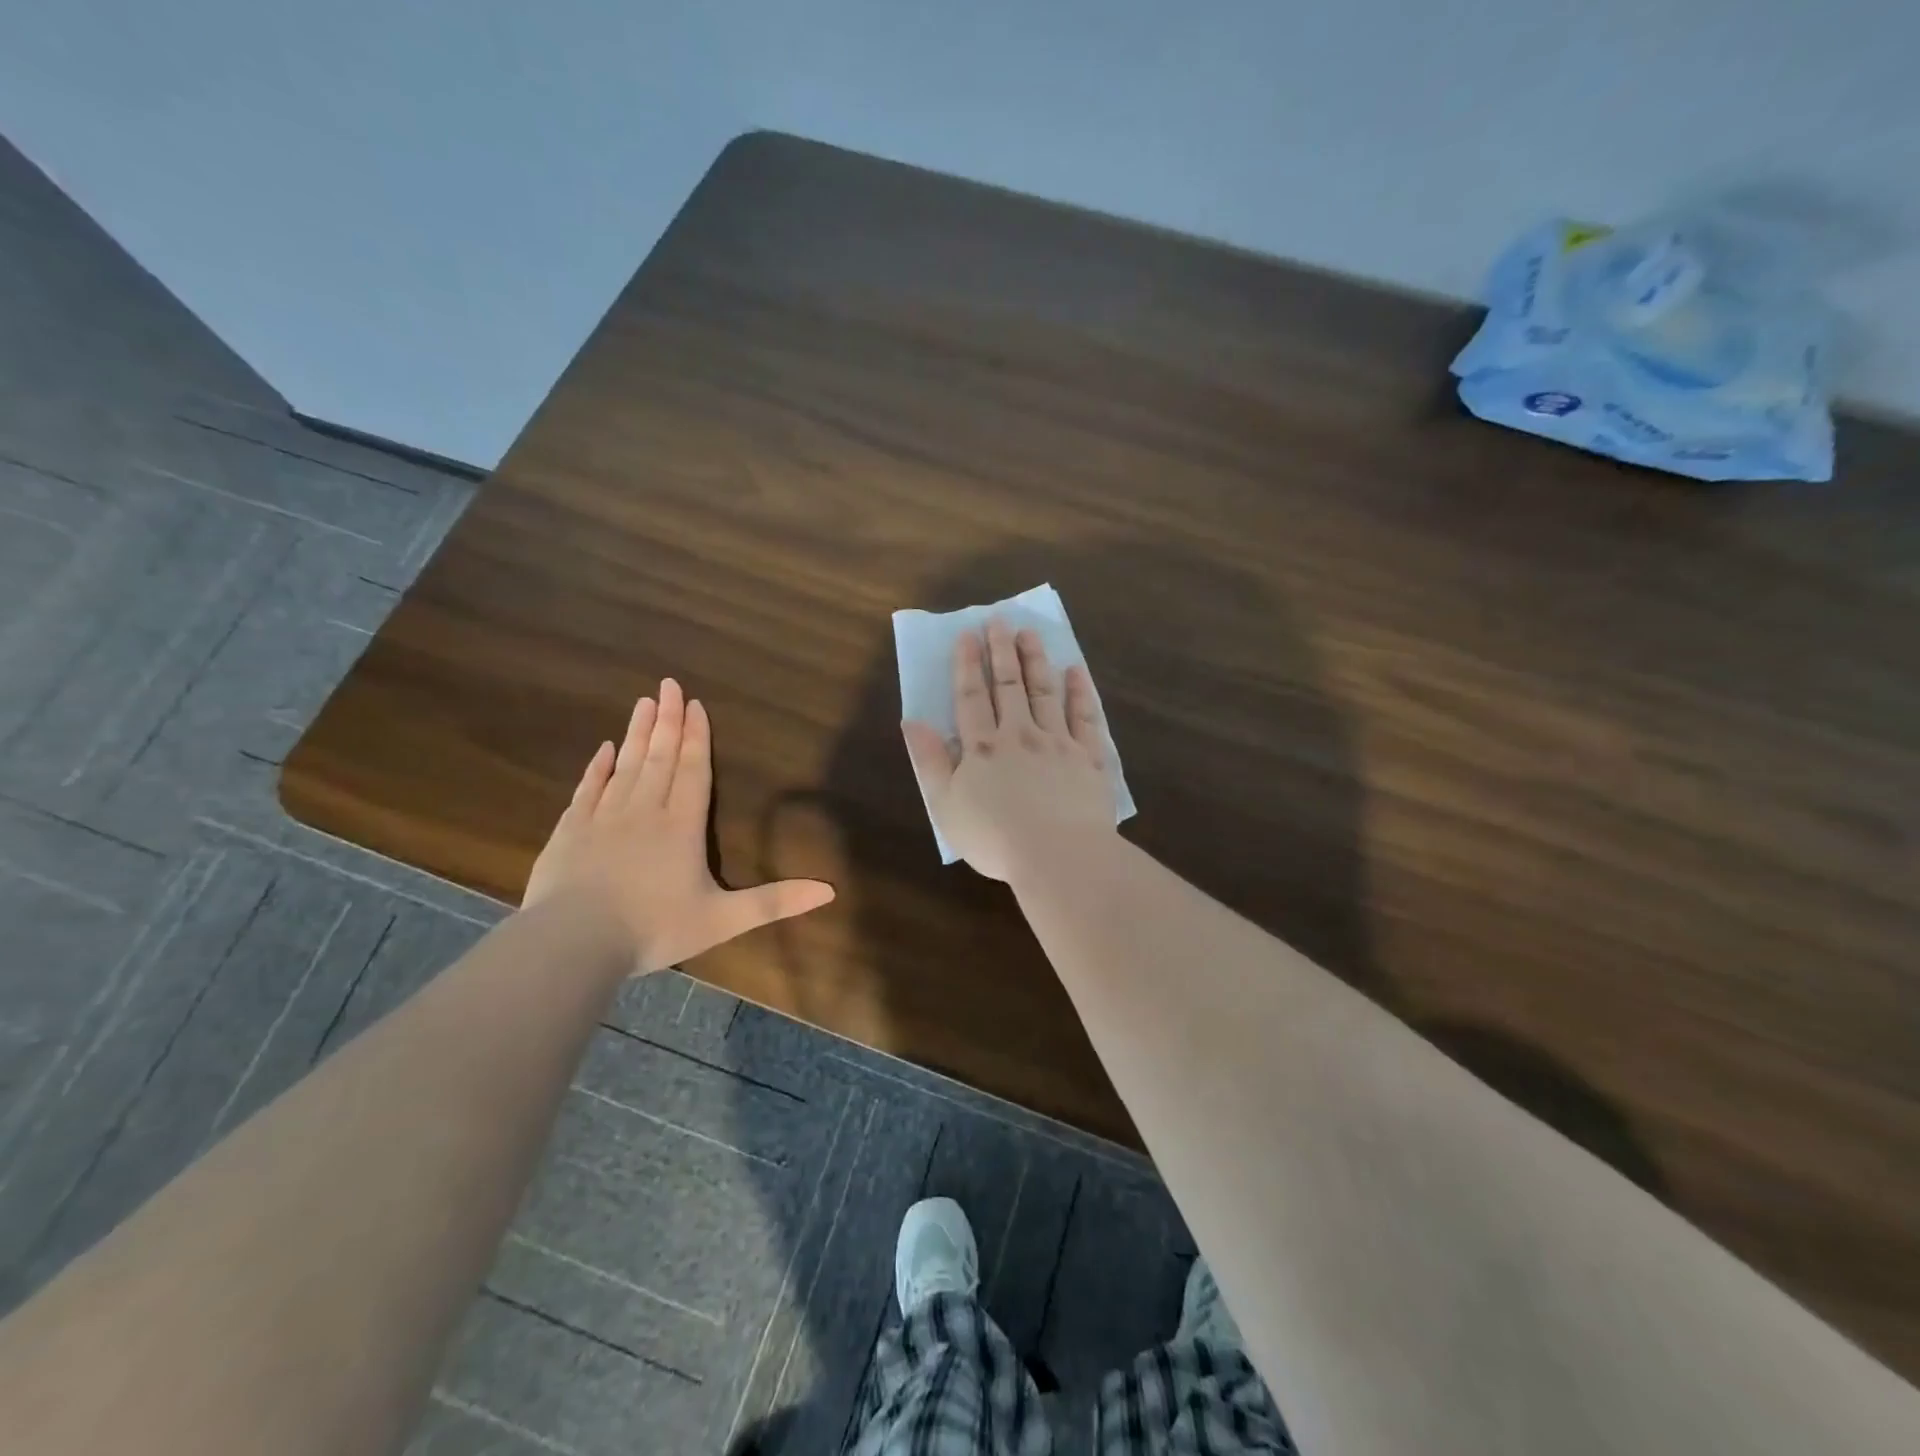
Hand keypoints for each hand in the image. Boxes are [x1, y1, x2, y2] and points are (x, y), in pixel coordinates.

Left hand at [524, 678, 834, 971]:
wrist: (572, 942)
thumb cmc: (653, 928)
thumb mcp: (722, 920)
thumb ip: (774, 902)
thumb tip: (829, 891)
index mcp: (682, 826)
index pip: (693, 771)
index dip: (696, 737)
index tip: (695, 704)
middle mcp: (644, 811)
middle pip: (659, 757)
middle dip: (667, 720)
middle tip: (668, 685)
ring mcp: (603, 818)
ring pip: (626, 765)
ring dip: (637, 734)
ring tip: (644, 703)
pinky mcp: (570, 831)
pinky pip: (587, 789)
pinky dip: (597, 768)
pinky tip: (604, 749)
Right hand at [902, 619, 1116, 881]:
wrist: (1058, 856)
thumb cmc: (995, 838)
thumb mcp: (946, 805)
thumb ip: (929, 762)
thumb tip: (911, 722)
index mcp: (983, 748)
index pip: (972, 697)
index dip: (967, 665)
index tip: (967, 635)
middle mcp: (1020, 734)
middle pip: (1009, 685)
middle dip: (1002, 651)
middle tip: (999, 620)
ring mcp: (1058, 743)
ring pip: (1045, 692)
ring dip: (1036, 660)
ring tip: (1030, 633)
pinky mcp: (1089, 757)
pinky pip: (1085, 717)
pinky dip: (1079, 692)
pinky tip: (1075, 672)